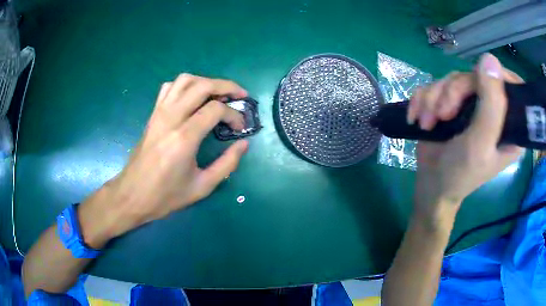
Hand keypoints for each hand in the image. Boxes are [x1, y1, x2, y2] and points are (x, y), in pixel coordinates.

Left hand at [78, 74, 249, 247]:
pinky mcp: (153, 114)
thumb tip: (244, 144)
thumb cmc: (166, 195)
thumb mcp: (202, 187)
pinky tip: (192, 98)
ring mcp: (159, 113)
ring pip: (185, 80)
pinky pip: (169, 88)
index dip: (234, 115)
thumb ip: (227, 164)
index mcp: (184, 137)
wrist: (132, 195)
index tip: (240, 128)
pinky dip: (185, 85)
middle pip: (203, 86)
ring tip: (218, 94)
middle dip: (227, 86)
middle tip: (240, 95)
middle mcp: (171, 118)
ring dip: (206, 82)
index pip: (216, 109)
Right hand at [408, 54, 523, 226]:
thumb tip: (490, 59)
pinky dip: (423, 99)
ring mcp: (472, 104)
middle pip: (476, 76)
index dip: (495, 76)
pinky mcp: (453, 103)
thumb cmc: (460, 174)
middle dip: (453, 92)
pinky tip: (418, 117)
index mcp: (509, 124)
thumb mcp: (480, 144)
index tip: (477, 84)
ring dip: (434, 98)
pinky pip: (437, 85)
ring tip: (427, 122)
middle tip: (442, 114)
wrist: (430, 184)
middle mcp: (493, 110)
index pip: (511, 84)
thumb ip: (491, 105)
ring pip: (453, 79)